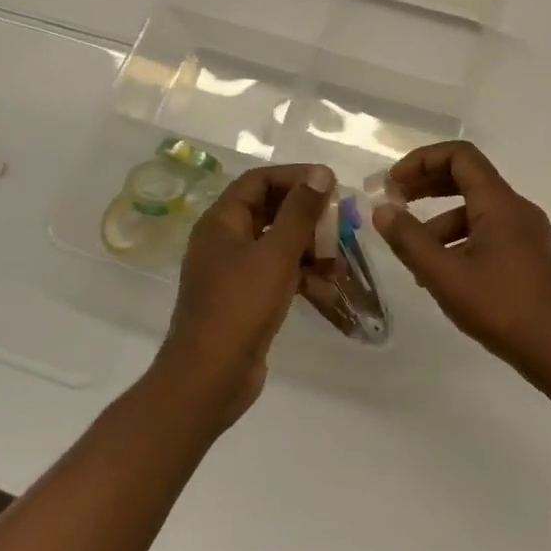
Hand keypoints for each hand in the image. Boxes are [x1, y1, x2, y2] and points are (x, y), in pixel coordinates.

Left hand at [156, 163, 334, 424]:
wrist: (209, 378)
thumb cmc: (240, 306)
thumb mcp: (276, 254)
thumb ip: (300, 212)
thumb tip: (320, 172)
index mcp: (221, 222)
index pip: (258, 181)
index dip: (294, 176)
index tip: (329, 184)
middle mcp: (223, 240)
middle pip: (268, 210)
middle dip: (306, 213)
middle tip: (340, 220)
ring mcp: (232, 272)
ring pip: (275, 244)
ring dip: (308, 245)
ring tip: (339, 255)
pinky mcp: (244, 299)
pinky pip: (276, 273)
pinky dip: (301, 274)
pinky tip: (327, 285)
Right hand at [372, 141, 550, 375]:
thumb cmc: (503, 307)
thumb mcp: (445, 275)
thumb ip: (410, 240)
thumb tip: (382, 210)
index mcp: (499, 203)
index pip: (459, 156)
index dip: (422, 161)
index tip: (393, 184)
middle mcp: (517, 209)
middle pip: (467, 179)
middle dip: (426, 187)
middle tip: (394, 205)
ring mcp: (528, 233)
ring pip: (477, 212)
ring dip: (440, 222)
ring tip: (414, 256)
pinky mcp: (531, 257)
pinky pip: (490, 234)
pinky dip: (461, 242)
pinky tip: (445, 275)